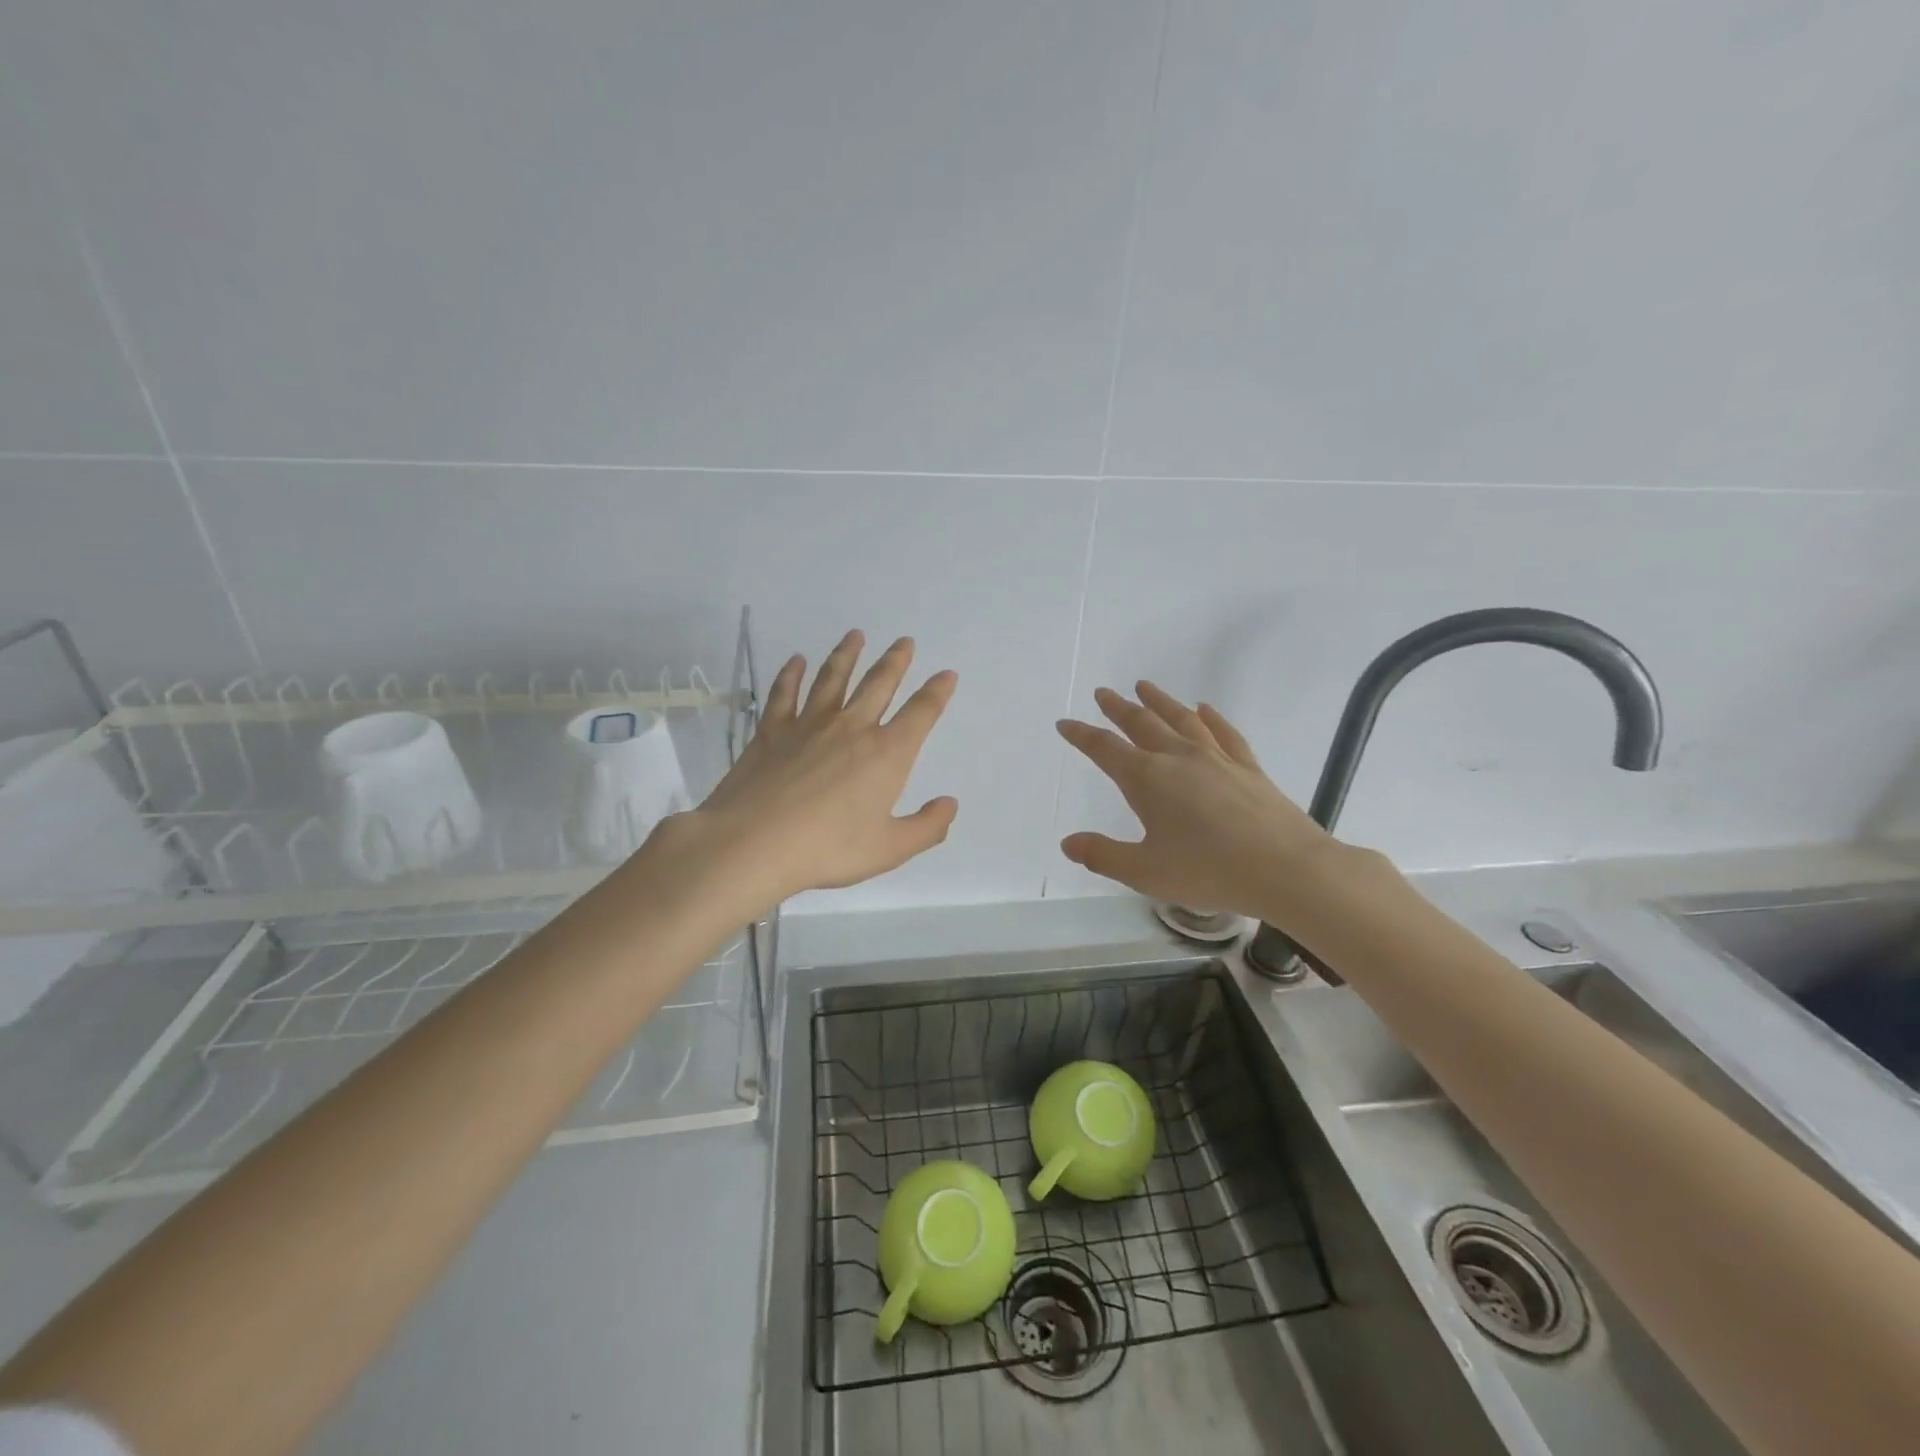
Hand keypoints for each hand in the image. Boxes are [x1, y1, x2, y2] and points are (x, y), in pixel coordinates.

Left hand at [672, 630, 957, 908]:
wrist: (753, 842)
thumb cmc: (828, 849)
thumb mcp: (889, 849)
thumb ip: (926, 827)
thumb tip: (950, 804)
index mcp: (887, 754)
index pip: (920, 714)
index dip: (937, 692)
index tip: (947, 674)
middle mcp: (852, 728)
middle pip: (878, 684)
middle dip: (895, 661)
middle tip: (905, 642)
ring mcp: (809, 725)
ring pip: (833, 678)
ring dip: (847, 654)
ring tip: (855, 635)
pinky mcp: (772, 730)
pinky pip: (784, 693)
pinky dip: (791, 674)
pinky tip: (796, 661)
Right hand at [1057, 683, 1340, 921]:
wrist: (1287, 869)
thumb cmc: (1209, 871)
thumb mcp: (1145, 872)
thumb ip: (1103, 856)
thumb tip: (1068, 843)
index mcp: (1148, 780)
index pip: (1105, 749)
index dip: (1082, 735)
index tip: (1065, 724)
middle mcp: (1179, 759)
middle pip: (1142, 724)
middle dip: (1118, 709)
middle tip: (1103, 693)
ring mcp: (1217, 759)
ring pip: (1181, 720)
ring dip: (1160, 702)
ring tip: (1144, 687)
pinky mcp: (1248, 767)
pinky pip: (1224, 733)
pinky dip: (1211, 718)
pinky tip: (1204, 709)